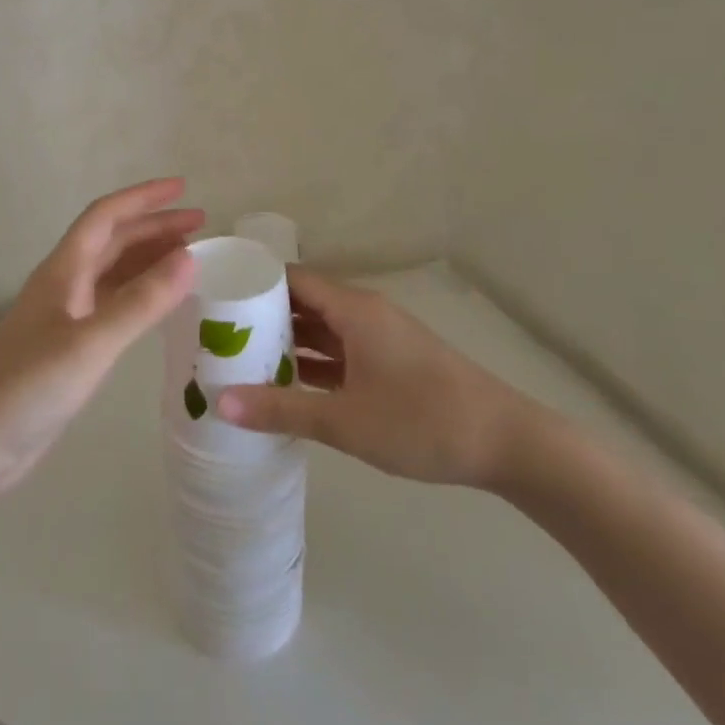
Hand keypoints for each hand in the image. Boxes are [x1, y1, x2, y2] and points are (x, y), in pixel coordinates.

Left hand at [0, 179, 199, 495]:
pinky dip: (139, 295)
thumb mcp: (90, 343)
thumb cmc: (28, 386)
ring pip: (113, 272)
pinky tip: (160, 305)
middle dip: (155, 227)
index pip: (107, 216)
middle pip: (113, 240)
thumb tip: (190, 258)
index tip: (184, 189)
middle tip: (201, 228)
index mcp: (64, 271)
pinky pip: (112, 304)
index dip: (144, 198)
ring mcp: (65, 316)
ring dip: (148, 258)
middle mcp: (64, 284)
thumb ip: (141, 302)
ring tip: (190, 259)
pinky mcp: (68, 347)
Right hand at [215, 266, 542, 489]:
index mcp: (353, 309)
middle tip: (217, 334)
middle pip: (304, 303)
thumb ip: (280, 410)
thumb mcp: (345, 420)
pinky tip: (288, 385)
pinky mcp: (393, 364)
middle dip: (263, 317)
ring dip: (288, 342)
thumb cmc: (422, 421)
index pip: (292, 279)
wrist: (508, 444)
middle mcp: (364, 314)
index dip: (253, 284)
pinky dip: (314, 363)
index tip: (215, 299)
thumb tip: (219, 402)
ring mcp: (381, 339)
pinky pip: (342, 352)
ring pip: (323, 330)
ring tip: (241, 359)